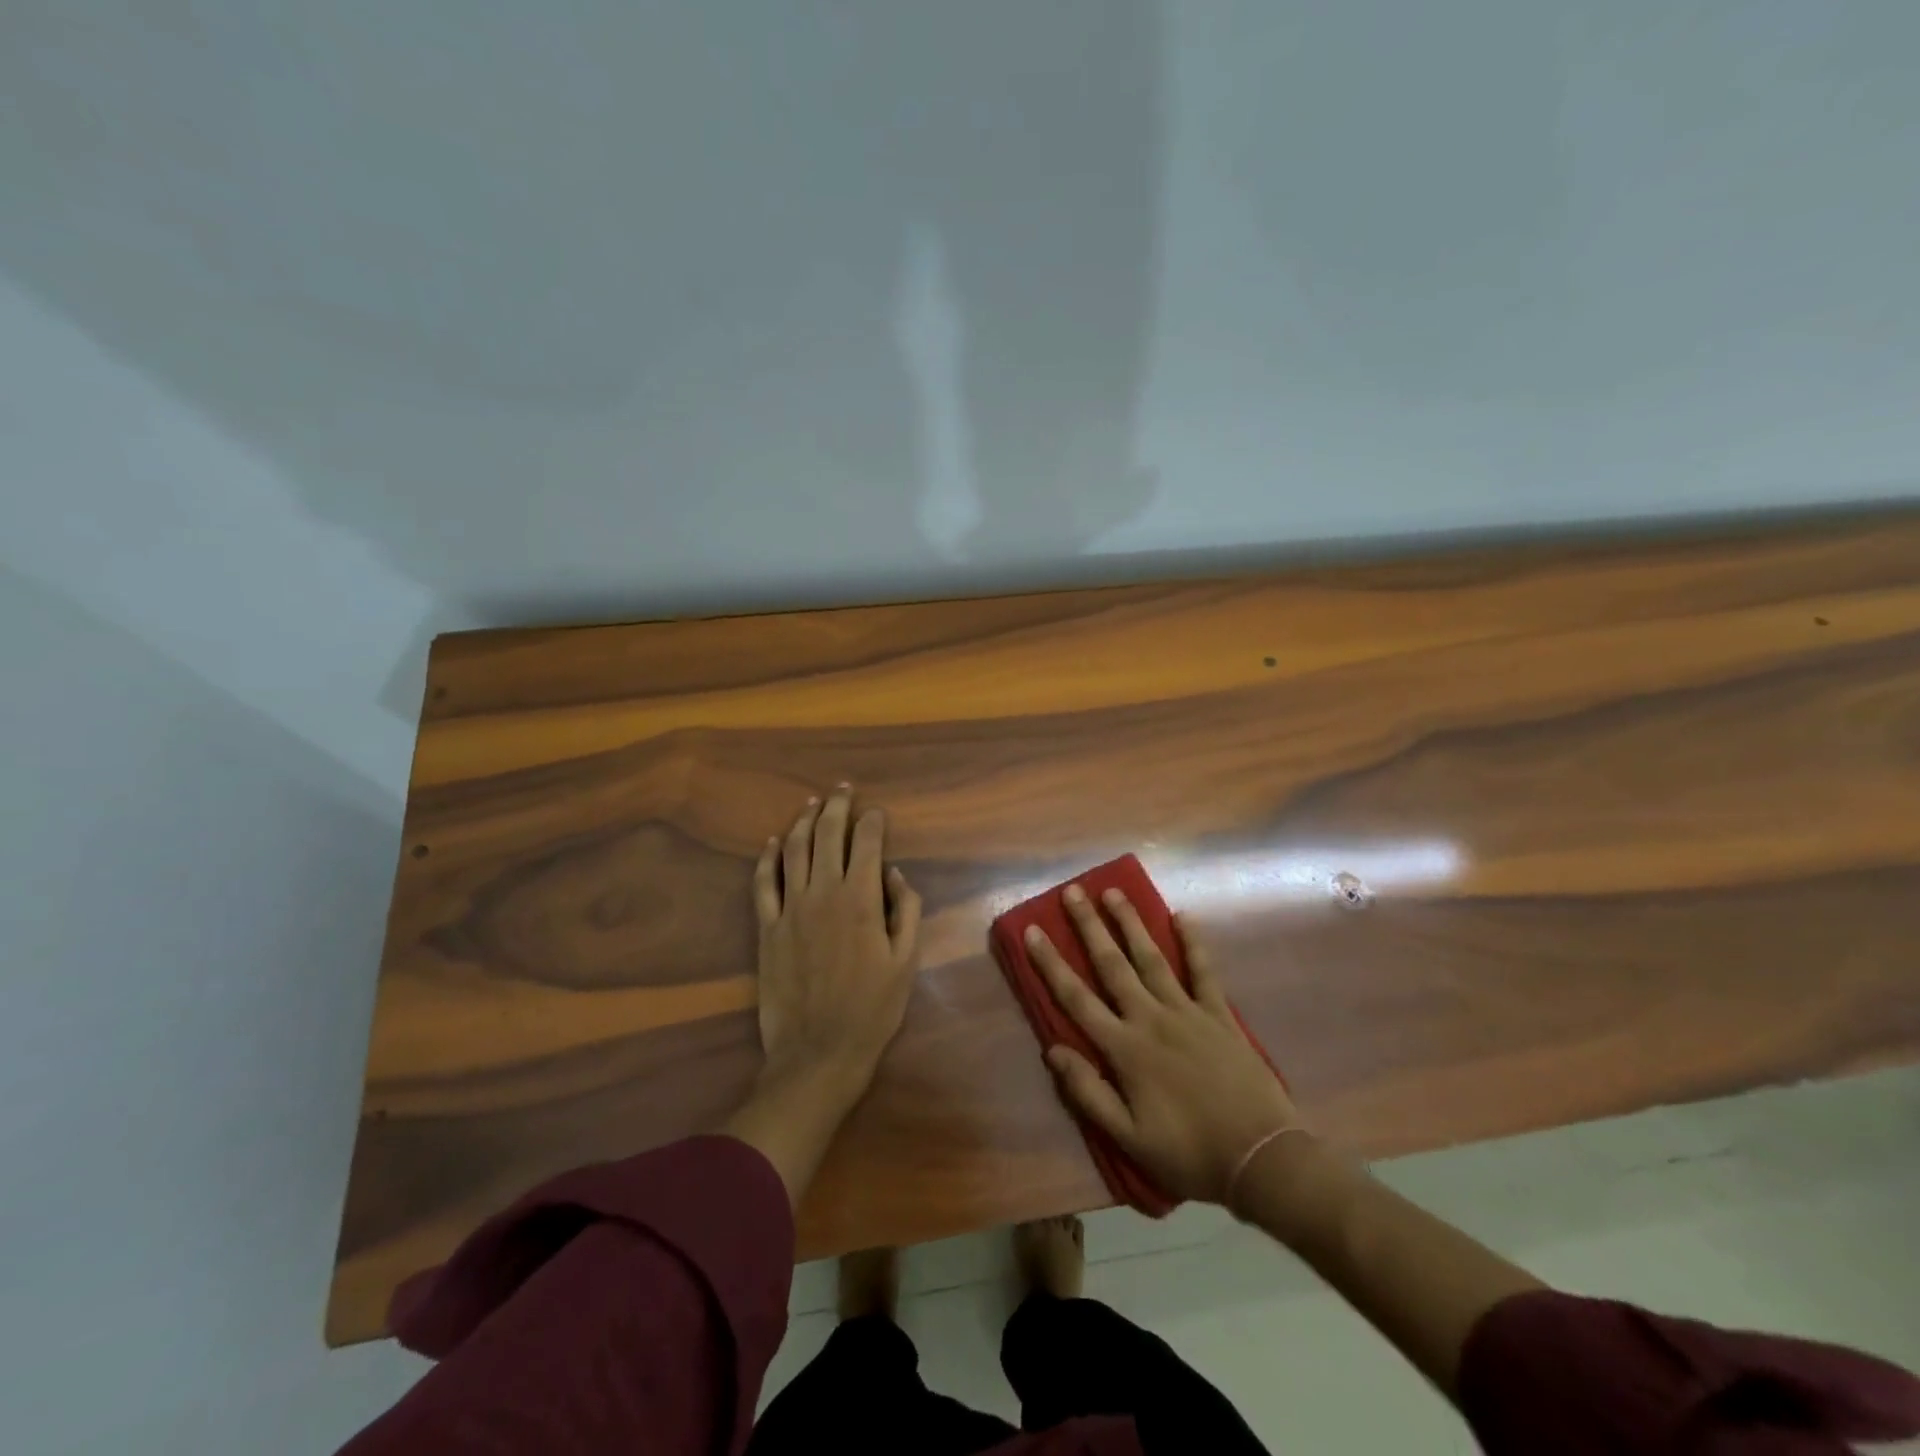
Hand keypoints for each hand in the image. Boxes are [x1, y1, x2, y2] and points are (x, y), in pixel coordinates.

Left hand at [751, 785, 922, 1094]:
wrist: (819, 1052)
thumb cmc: (872, 1009)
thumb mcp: (906, 961)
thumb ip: (907, 910)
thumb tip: (895, 874)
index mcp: (862, 899)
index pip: (867, 843)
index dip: (873, 821)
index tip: (877, 812)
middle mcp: (824, 893)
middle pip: (828, 836)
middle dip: (837, 808)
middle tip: (843, 790)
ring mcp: (790, 908)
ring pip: (794, 850)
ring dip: (803, 822)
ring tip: (812, 804)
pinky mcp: (767, 928)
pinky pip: (763, 883)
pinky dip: (768, 858)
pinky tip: (773, 843)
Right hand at [1028, 885, 1300, 1204]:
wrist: (1261, 1159)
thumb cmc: (1189, 1153)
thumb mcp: (1130, 1139)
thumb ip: (1088, 1093)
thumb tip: (1052, 1050)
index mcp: (1125, 1049)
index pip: (1076, 998)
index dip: (1051, 964)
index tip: (1032, 931)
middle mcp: (1151, 1019)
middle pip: (1112, 965)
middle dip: (1089, 926)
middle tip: (1072, 892)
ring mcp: (1188, 1012)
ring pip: (1151, 958)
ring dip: (1130, 923)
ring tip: (1113, 892)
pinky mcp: (1220, 1015)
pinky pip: (1204, 971)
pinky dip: (1193, 943)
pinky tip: (1183, 916)